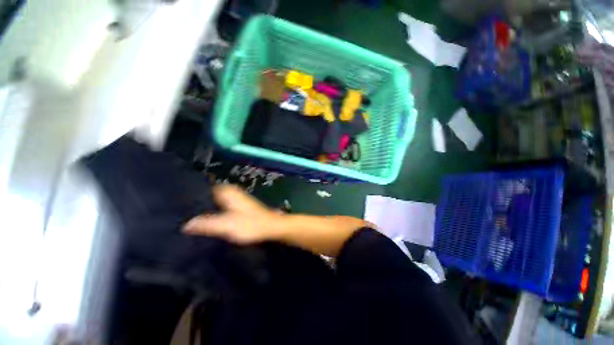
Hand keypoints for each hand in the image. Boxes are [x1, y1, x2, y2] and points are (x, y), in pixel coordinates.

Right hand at [183, 184, 283, 243]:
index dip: (193, 197)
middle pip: (210, 195)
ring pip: (216, 202)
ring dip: (207, 209)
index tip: (179, 206)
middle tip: (183, 216)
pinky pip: (223, 207)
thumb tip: (185, 224)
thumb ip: (206, 224)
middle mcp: (232, 192)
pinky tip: (209, 222)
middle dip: (198, 204)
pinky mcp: (240, 207)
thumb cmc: (251, 225)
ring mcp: (237, 199)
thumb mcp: (226, 225)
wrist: (271, 227)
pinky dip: (216, 213)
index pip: (205, 188)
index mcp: (228, 191)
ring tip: (191, 220)